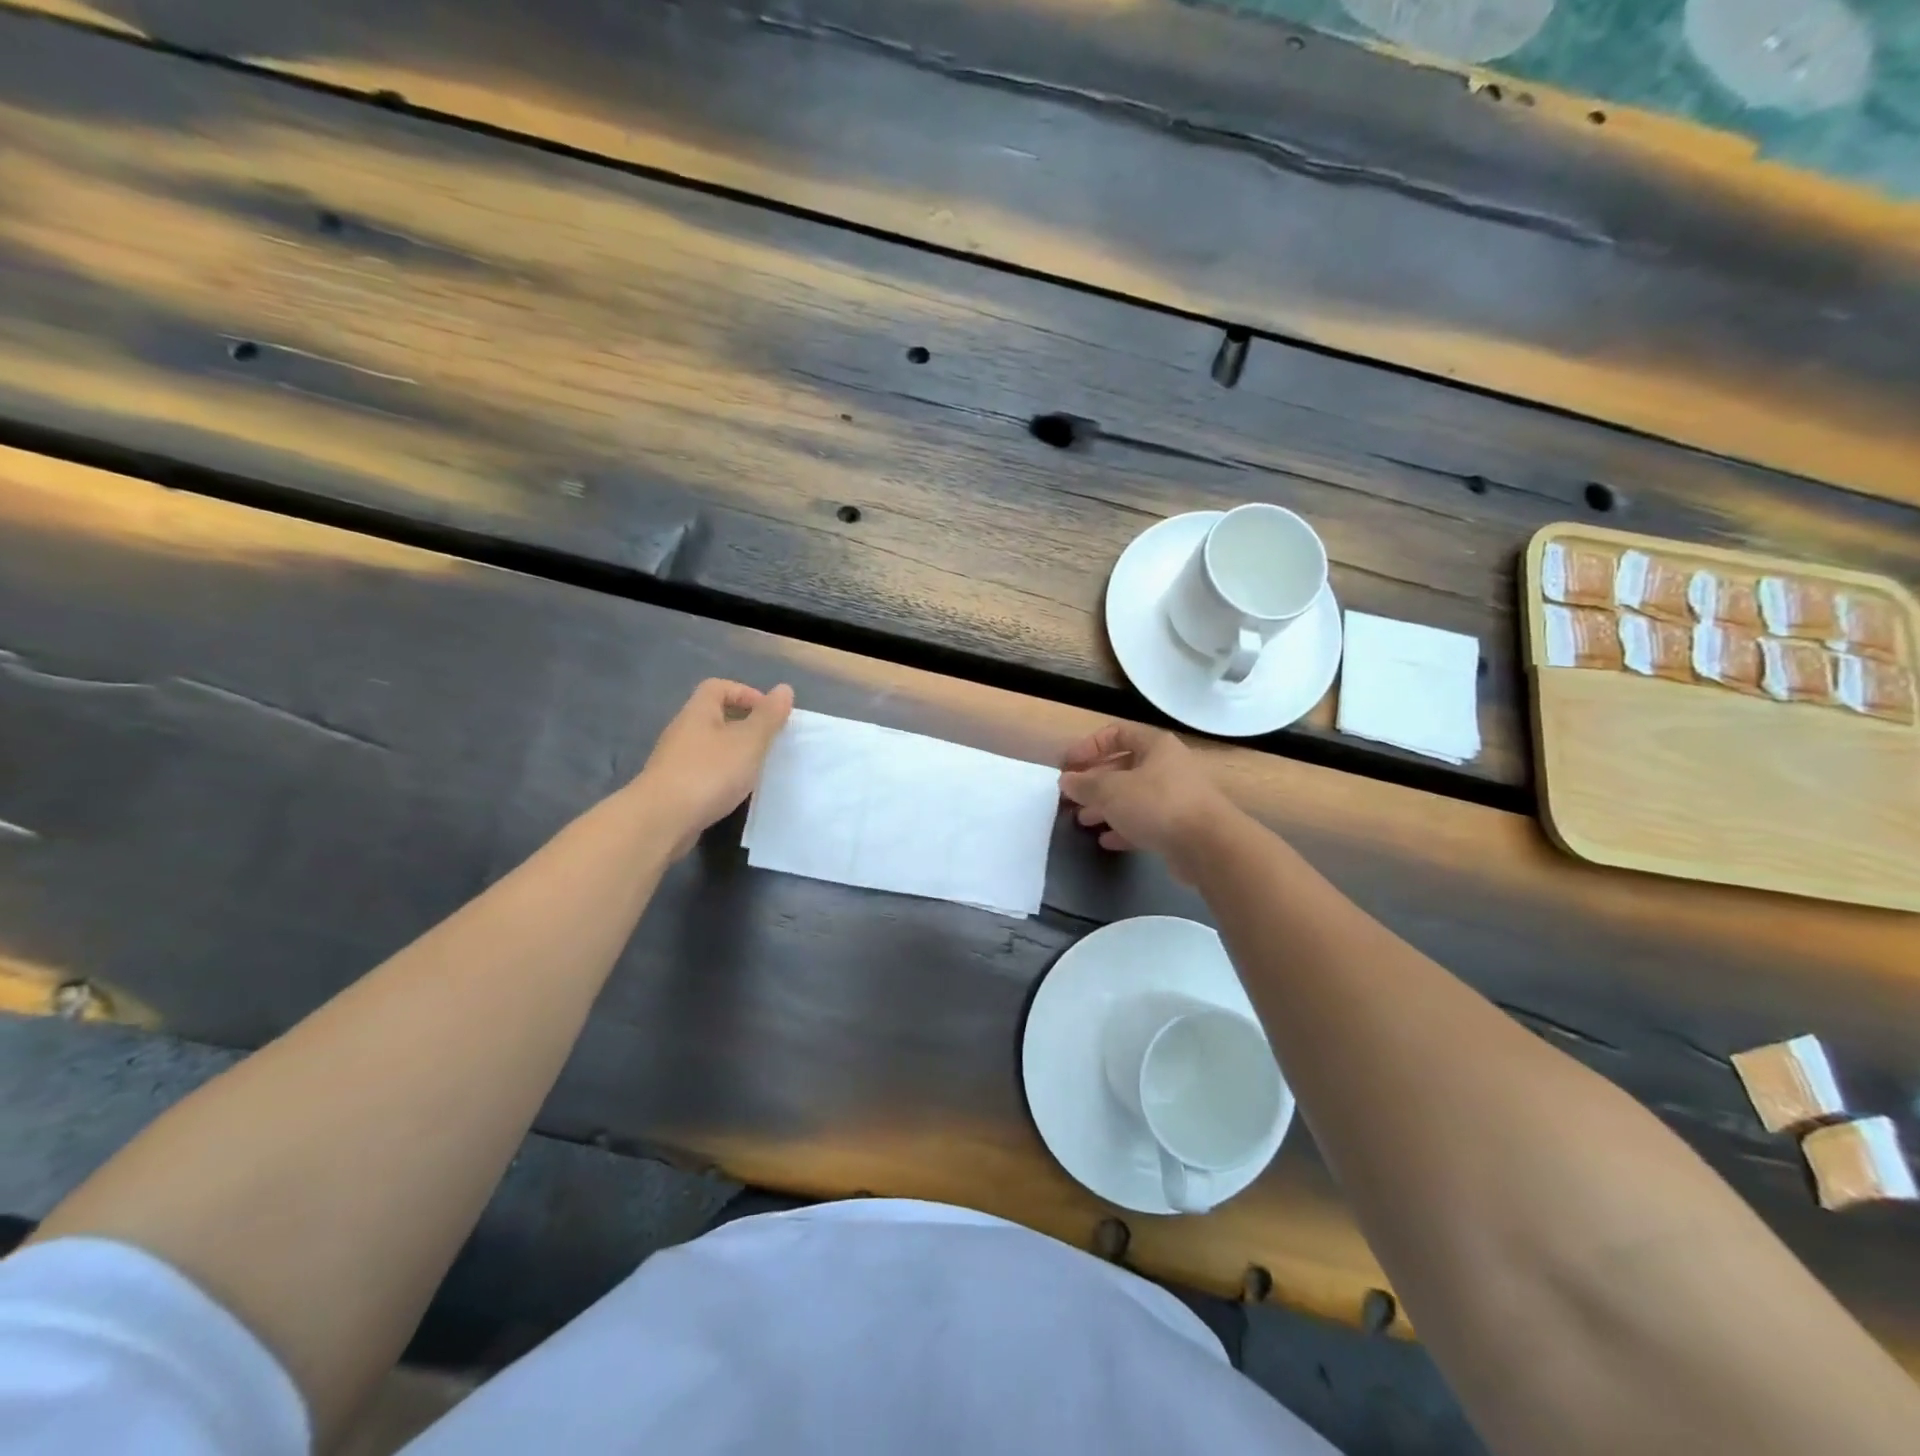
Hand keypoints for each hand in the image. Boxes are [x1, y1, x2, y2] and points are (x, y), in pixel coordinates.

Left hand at [634, 679, 793, 856]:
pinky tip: (735, 793)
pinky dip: (722, 777)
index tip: (769, 714)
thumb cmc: (709, 773)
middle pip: (713, 717)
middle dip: (743, 725)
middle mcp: (683, 731)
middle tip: (768, 743)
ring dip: (734, 753)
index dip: (745, 693)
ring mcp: (675, 761)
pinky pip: (704, 772)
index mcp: (698, 713)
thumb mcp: (748, 741)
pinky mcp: (674, 788)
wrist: (661, 820)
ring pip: (710, 747)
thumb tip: (784, 689)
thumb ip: (768, 717)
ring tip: (756, 769)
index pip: (717, 687)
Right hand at [1058, 722, 1237, 877]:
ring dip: (1106, 807)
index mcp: (1155, 746)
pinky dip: (1124, 828)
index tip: (1068, 766)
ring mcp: (1176, 797)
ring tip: (1083, 820)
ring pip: (1133, 797)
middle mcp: (1168, 766)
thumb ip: (1084, 784)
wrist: (1208, 846)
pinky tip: (1106, 841)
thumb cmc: (1157, 804)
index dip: (1089, 746)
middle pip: (1124, 767)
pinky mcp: (1180, 826)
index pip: (1117, 734)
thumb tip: (1066, 780)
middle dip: (1095, 781)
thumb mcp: (1111, 790)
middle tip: (1072, 797)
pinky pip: (1146, 822)